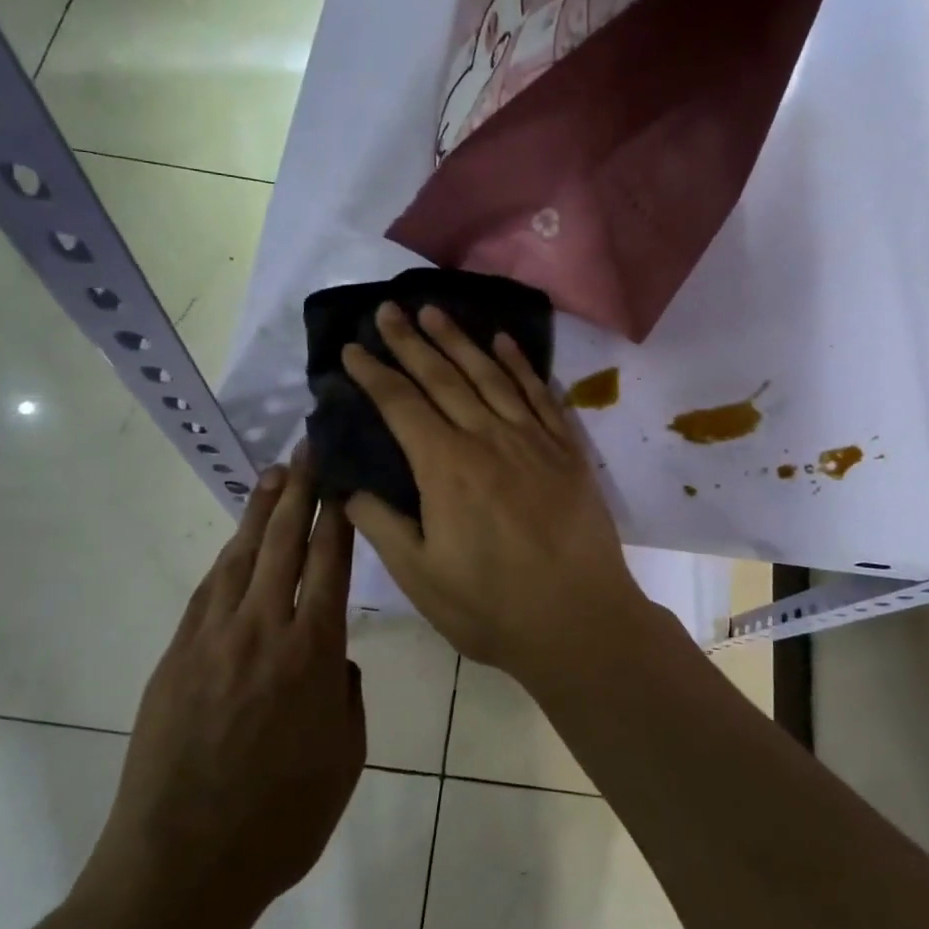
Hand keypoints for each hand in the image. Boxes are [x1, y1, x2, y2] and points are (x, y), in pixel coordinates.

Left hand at [80, 451, 363, 928]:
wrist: (180, 867)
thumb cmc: (280, 821)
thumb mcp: (345, 759)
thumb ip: (345, 696)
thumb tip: (332, 659)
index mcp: (312, 653)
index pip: (329, 562)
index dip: (336, 514)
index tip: (341, 476)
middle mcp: (263, 630)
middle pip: (284, 543)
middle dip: (299, 490)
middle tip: (307, 449)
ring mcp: (213, 639)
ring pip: (242, 557)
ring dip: (260, 512)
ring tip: (274, 476)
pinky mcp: (177, 656)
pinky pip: (209, 591)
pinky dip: (228, 558)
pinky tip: (237, 543)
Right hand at [342, 303, 651, 690]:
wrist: (580, 621)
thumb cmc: (492, 606)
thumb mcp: (421, 577)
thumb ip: (382, 525)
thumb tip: (348, 488)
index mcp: (446, 467)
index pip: (401, 405)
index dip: (374, 374)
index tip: (353, 348)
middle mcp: (487, 438)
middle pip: (443, 377)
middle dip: (411, 340)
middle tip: (389, 308)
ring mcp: (532, 440)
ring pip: (490, 376)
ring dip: (459, 340)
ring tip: (435, 310)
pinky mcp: (566, 450)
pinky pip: (540, 394)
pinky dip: (520, 365)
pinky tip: (504, 343)